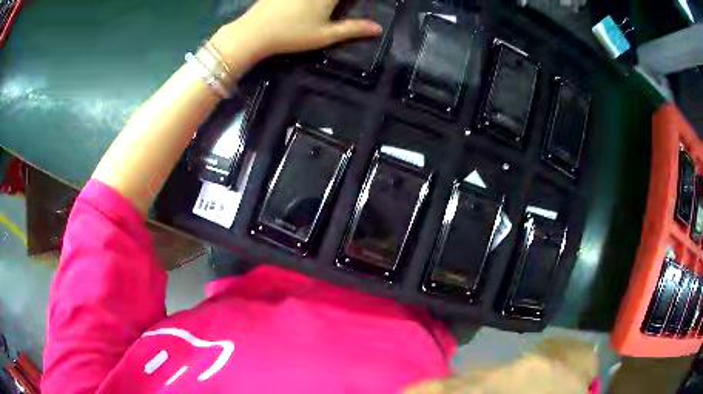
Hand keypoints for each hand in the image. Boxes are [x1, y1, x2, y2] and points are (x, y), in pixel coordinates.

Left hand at [213, 0, 382, 64]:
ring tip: (320, 9)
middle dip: (337, 1)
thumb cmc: (291, 36)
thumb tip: (378, 29)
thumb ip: (352, 29)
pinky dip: (305, 0)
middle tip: (334, 8)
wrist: (253, 33)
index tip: (351, 4)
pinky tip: (302, 6)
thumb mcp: (324, 36)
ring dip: (322, 2)